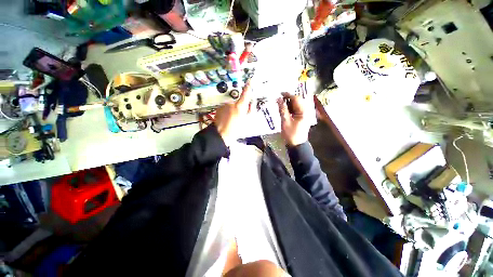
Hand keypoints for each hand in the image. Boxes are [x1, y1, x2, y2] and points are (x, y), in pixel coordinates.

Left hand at [214, 82, 251, 144]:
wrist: (220, 134)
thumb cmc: (234, 130)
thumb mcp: (244, 122)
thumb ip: (247, 112)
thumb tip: (248, 105)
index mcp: (239, 107)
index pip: (245, 95)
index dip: (248, 88)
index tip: (250, 81)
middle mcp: (232, 104)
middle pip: (239, 103)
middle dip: (241, 107)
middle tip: (241, 117)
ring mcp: (224, 106)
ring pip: (232, 106)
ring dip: (233, 110)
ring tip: (232, 120)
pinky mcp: (219, 108)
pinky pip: (226, 108)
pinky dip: (227, 112)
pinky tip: (227, 119)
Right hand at [277, 93, 309, 146]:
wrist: (296, 145)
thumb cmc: (291, 134)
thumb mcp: (285, 121)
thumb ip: (282, 109)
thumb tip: (279, 99)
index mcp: (303, 111)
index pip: (296, 99)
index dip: (288, 95)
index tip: (279, 93)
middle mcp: (305, 111)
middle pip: (297, 101)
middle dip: (288, 99)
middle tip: (279, 99)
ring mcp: (304, 115)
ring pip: (296, 105)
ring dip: (288, 104)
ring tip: (280, 104)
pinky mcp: (301, 118)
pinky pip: (295, 110)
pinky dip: (290, 109)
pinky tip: (284, 110)